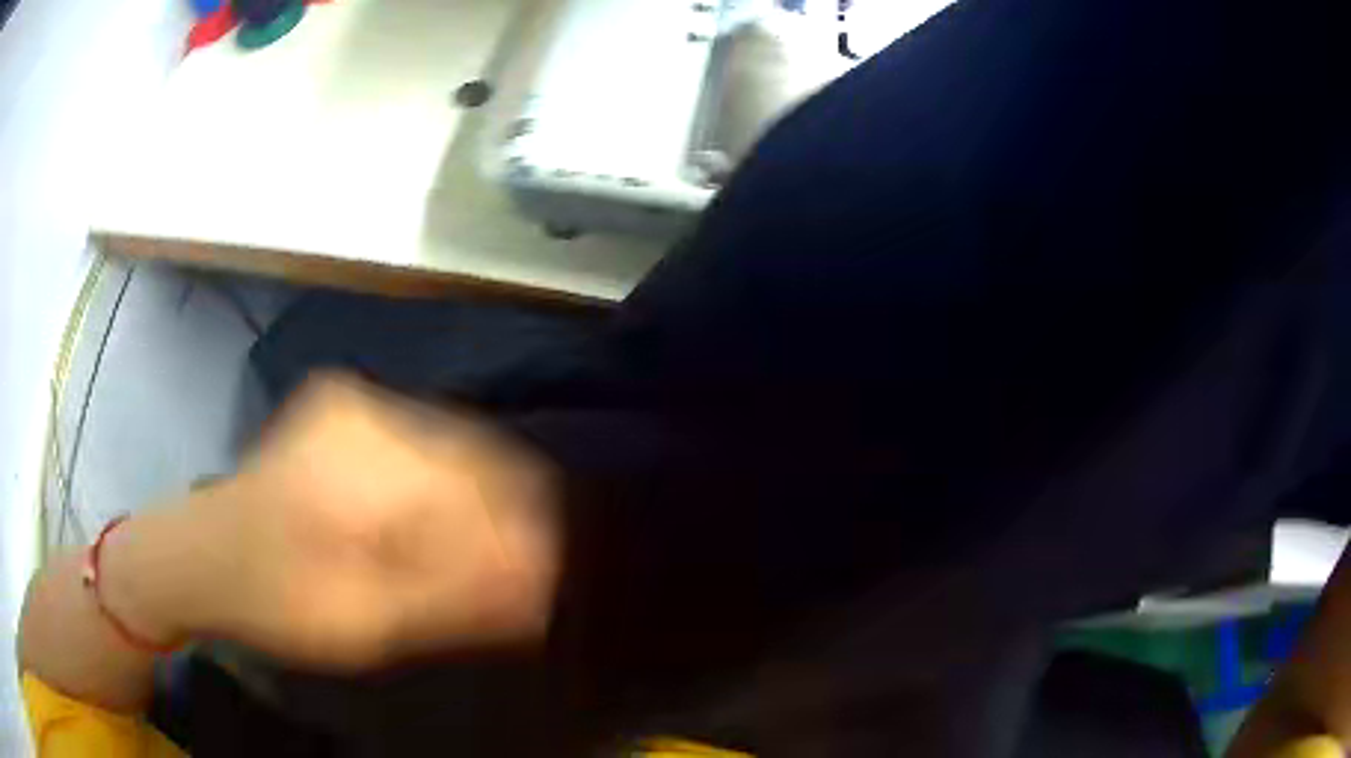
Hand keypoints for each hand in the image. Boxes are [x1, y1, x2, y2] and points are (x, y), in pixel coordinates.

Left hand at [104, 373, 559, 671]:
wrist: (202, 555)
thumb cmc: (274, 598)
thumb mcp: (366, 620)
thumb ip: (455, 595)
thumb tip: (544, 580)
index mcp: (361, 462)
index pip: (484, 485)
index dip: (524, 535)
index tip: (543, 583)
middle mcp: (362, 409)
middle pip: (472, 459)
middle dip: (498, 524)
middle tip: (508, 583)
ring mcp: (351, 401)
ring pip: (449, 450)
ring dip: (468, 509)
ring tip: (466, 564)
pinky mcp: (346, 411)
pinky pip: (422, 446)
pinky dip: (438, 493)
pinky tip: (428, 533)